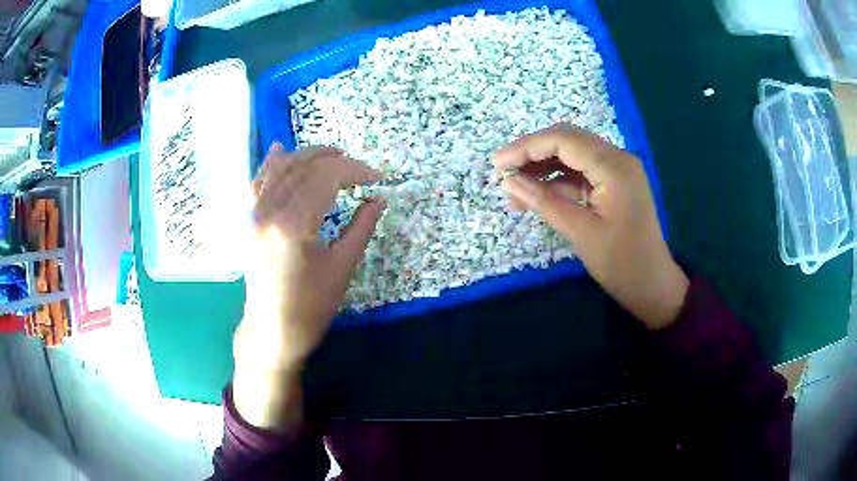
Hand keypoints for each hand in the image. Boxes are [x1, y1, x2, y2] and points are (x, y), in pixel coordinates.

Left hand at [233, 144, 384, 430]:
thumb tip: (379, 199)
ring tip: (332, 153)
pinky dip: (272, 164)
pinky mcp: (250, 221)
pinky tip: (281, 150)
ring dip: (307, 155)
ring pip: (280, 168)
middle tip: (359, 168)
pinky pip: (259, 182)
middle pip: (304, 167)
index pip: (326, 177)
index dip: (355, 170)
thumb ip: (361, 227)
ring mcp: (255, 214)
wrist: (272, 331)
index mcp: (294, 224)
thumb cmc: (311, 307)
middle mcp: (269, 211)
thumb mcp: (342, 268)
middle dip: (335, 160)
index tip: (377, 177)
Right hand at [494, 124, 688, 329]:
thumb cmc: (622, 264)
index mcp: (614, 166)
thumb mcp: (580, 233)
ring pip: (571, 155)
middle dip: (532, 153)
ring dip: (542, 168)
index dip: (526, 147)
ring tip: (515, 191)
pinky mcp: (614, 184)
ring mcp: (617, 170)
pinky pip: (580, 173)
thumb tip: (508, 181)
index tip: (497, 165)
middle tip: (503, 173)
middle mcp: (617, 159)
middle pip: (566, 140)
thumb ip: (544, 201)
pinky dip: (557, 181)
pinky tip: (536, 195)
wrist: (653, 286)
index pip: (563, 140)